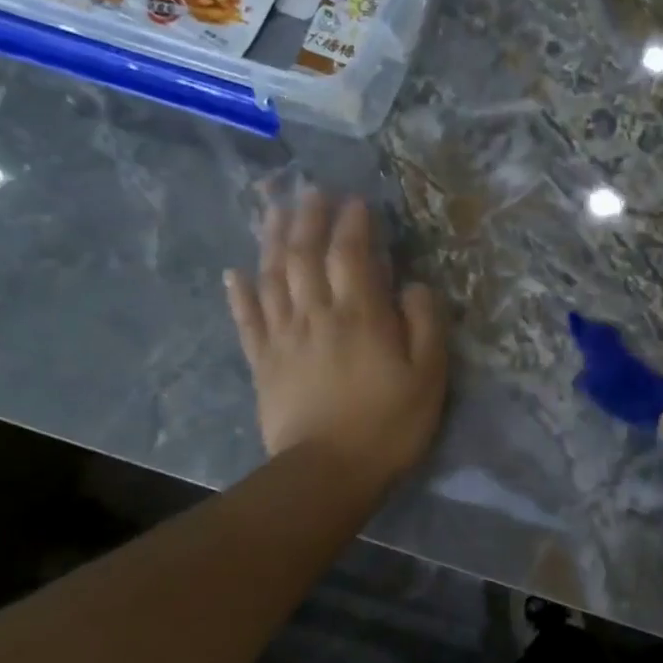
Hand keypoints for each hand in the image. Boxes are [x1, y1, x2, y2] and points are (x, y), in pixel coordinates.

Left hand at [225, 193, 446, 486]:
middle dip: (308, 218)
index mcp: (360, 315)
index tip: (357, 201)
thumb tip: (414, 285)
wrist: (328, 472)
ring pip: (271, 276)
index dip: (353, 224)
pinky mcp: (263, 362)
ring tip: (274, 211)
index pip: (352, 254)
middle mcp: (316, 314)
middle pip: (304, 255)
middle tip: (310, 191)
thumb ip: (425, 324)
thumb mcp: (429, 376)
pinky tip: (233, 272)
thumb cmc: (389, 424)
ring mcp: (283, 337)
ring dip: (272, 239)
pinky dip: (238, 292)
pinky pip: (246, 318)